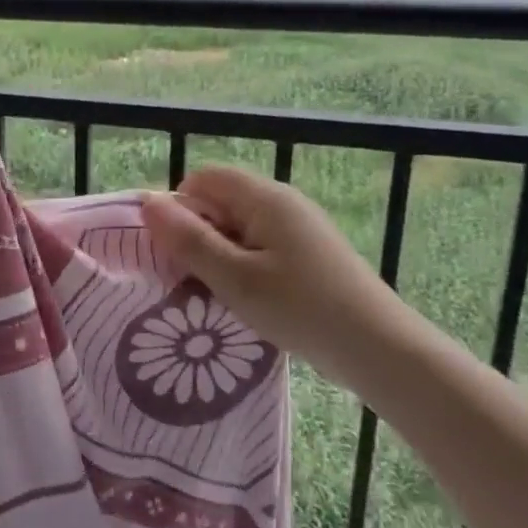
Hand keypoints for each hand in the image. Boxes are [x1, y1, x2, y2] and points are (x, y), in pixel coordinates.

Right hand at [141, 165, 405, 389]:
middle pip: (220, 200)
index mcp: (264, 197)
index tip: (172, 251)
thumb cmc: (301, 309)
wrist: (379, 349)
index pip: (202, 178)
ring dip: (219, 254)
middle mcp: (282, 202)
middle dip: (197, 234)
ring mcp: (299, 227)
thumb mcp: (234, 277)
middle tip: (190, 278)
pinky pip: (260, 246)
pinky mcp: (309, 253)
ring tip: (216, 294)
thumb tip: (148, 202)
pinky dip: (243, 266)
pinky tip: (248, 300)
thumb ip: (188, 240)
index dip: (178, 207)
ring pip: (238, 227)